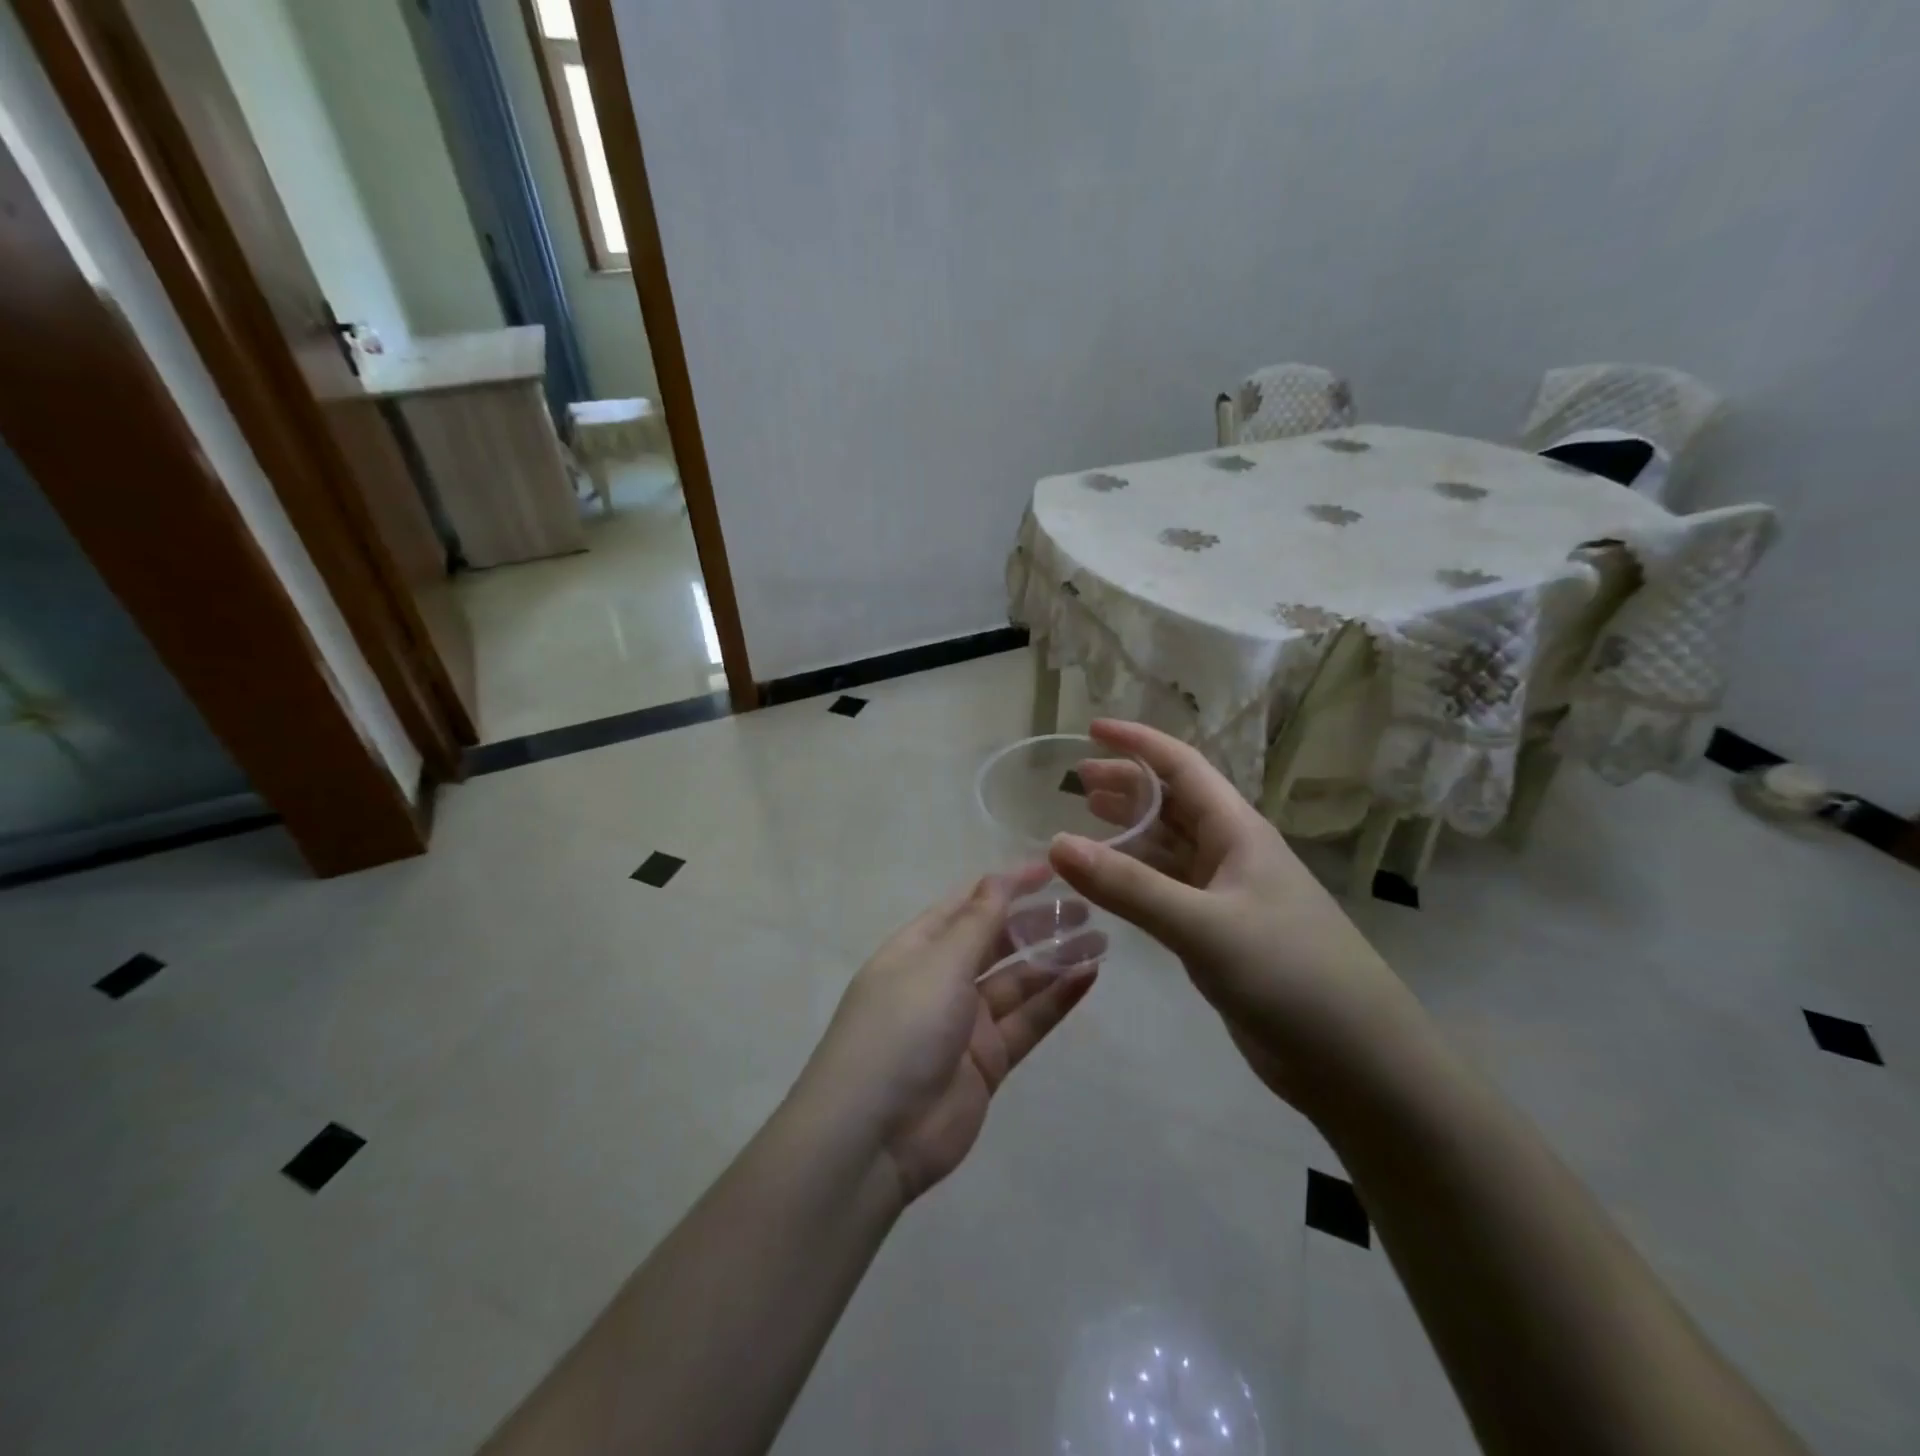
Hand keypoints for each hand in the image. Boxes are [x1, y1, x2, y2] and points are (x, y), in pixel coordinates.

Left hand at [797, 868, 1102, 1202]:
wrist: (874, 1136)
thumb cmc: (901, 1029)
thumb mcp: (938, 964)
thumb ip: (976, 923)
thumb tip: (997, 877)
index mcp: (918, 948)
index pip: (968, 905)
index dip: (1007, 885)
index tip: (1052, 870)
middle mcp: (941, 979)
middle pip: (996, 941)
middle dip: (1036, 922)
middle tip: (1086, 907)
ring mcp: (965, 1023)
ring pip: (1018, 982)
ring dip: (1054, 960)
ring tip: (1100, 939)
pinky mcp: (987, 1062)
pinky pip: (1027, 1022)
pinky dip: (1056, 1000)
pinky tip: (1088, 977)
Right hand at [1050, 720, 1419, 1111]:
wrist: (1356, 1061)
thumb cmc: (1290, 975)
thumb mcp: (1204, 926)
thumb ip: (1129, 887)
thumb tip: (1055, 843)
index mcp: (1238, 831)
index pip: (1182, 767)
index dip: (1137, 743)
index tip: (1091, 729)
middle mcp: (1232, 853)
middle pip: (1172, 803)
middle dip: (1127, 785)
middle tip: (1076, 781)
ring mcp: (1227, 896)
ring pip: (1168, 848)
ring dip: (1128, 832)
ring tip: (1084, 820)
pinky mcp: (1220, 935)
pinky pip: (1167, 891)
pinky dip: (1135, 880)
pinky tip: (1108, 883)